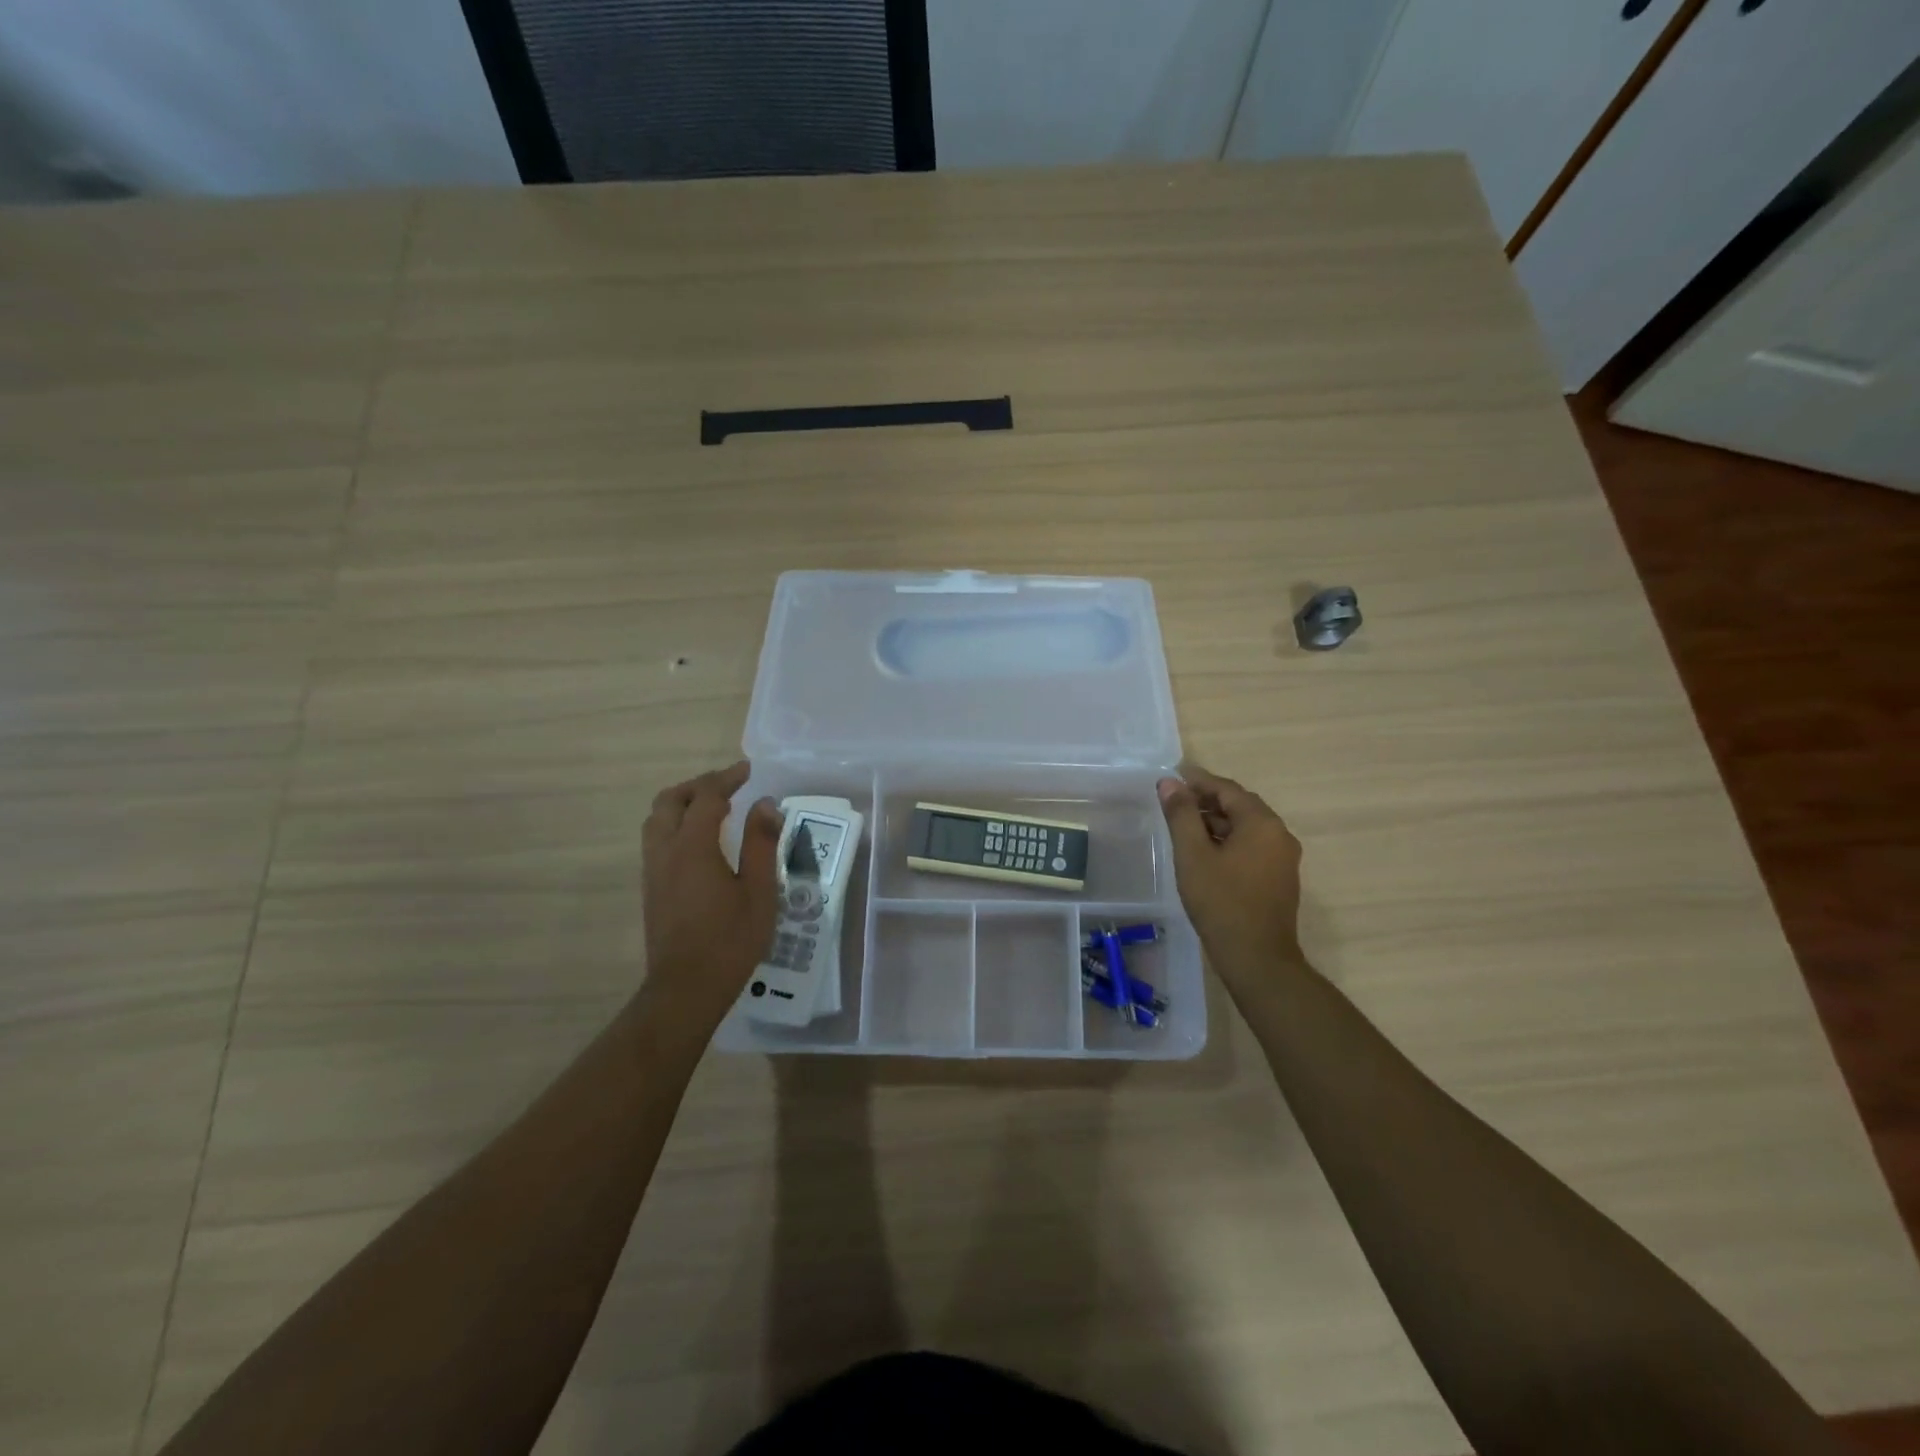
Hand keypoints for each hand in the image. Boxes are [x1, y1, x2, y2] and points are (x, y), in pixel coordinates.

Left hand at [640, 761, 781, 1032]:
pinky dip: (676, 825)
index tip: (748, 771)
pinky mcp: (651, 889)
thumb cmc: (730, 940)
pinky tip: (700, 842)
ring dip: (682, 805)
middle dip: (698, 786)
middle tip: (727, 786)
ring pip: (657, 821)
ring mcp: (653, 871)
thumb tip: (765, 804)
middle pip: (670, 802)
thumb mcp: (759, 891)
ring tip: (713, 809)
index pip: (706, 797)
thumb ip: (761, 843)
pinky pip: (657, 841)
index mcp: (693, 847)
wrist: (686, 989)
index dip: (727, 779)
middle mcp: (665, 852)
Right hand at [1158, 767, 1304, 986]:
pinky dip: (1228, 840)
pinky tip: (1205, 852)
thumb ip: (1181, 815)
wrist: (1257, 958)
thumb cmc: (1221, 901)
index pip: (1228, 789)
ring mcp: (1283, 858)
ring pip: (1246, 828)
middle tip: (1175, 799)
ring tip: (1184, 825)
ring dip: (1217, 821)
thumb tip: (1169, 782)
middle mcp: (1279, 835)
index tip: (1173, 776)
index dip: (1198, 781)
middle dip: (1207, 800)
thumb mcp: (1193, 855)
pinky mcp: (1280, 878)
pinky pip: (1252, 846)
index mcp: (1262, 823)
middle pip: (1240, 806)